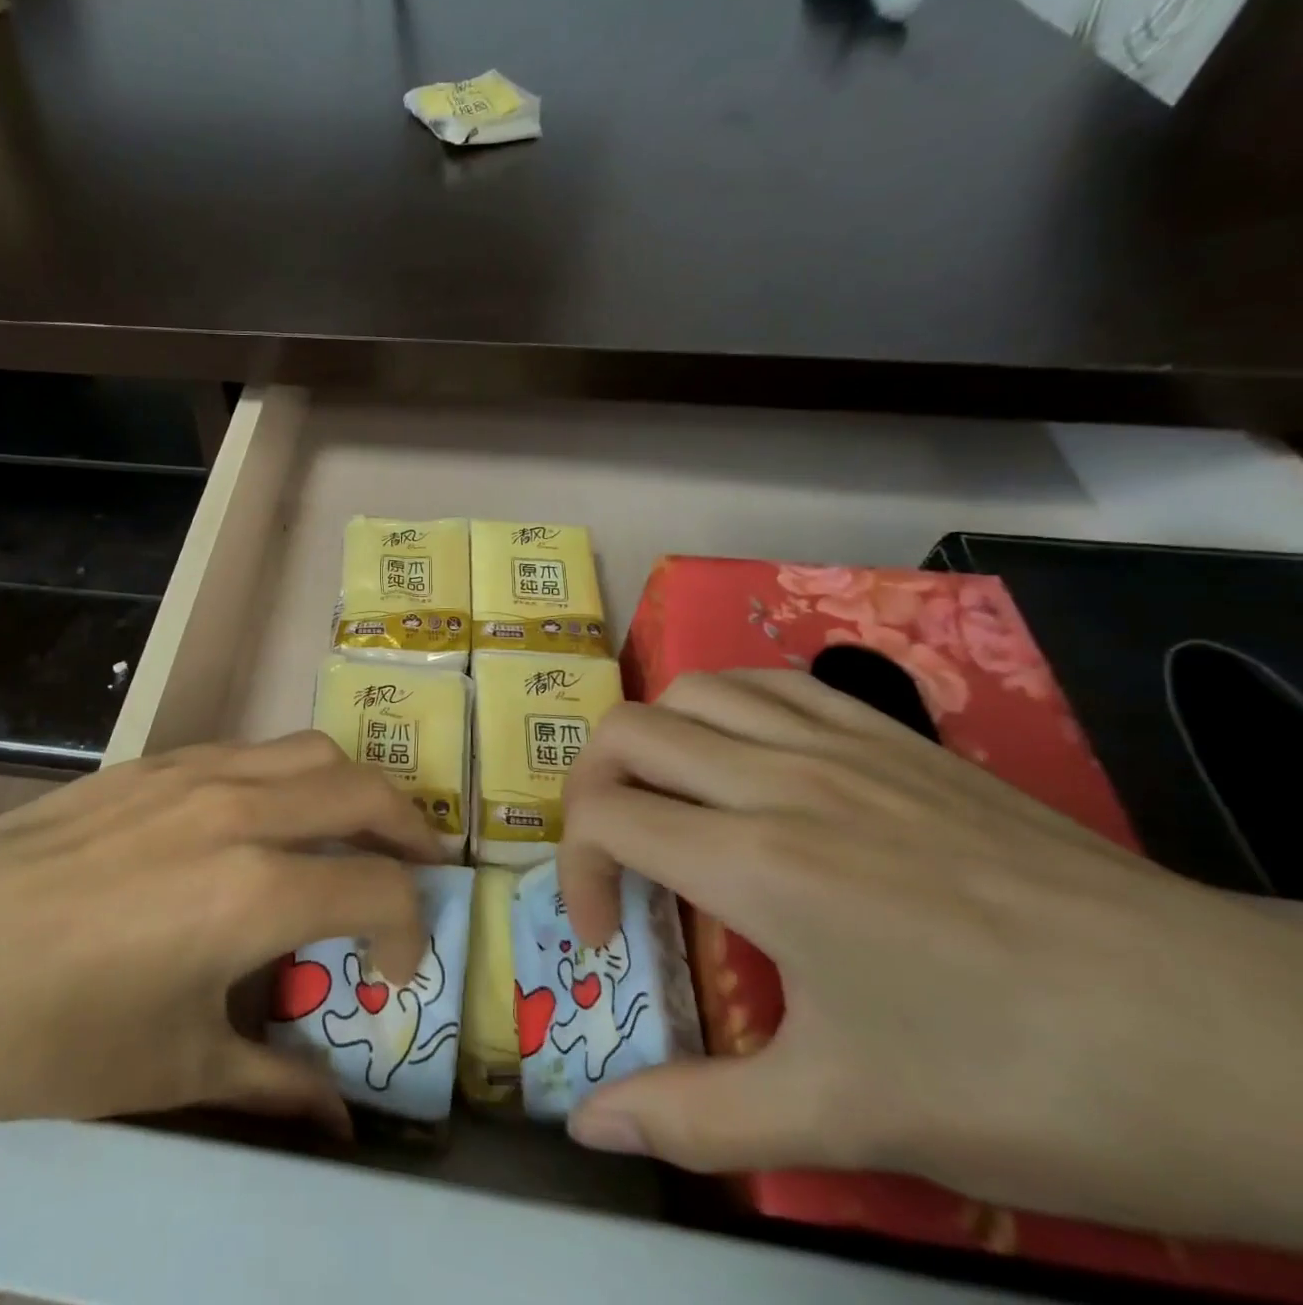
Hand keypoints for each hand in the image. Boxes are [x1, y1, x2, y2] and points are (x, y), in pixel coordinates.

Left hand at [0, 731, 436, 1133]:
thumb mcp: (169, 1071)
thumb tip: (338, 1123)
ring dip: (350, 790)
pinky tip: (261, 821)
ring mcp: (194, 772)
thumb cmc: (43, 1036)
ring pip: (310, 750)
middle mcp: (241, 810)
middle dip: (409, 831)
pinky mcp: (152, 761)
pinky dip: (286, 776)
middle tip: (415, 872)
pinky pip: (249, 750)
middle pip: (364, 789)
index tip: (393, 973)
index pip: (381, 889)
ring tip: (350, 834)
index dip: (409, 933)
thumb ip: (271, 1085)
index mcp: (256, 890)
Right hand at [558, 670, 1302, 1250]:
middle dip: (589, 789)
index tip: (607, 937)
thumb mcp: (849, 1121)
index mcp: (757, 863)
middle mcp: (778, 779)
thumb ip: (698, 1118)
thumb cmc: (1031, 1086)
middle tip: (615, 857)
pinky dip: (725, 706)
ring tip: (669, 803)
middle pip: (625, 732)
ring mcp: (840, 744)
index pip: (604, 817)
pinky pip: (771, 682)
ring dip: (651, 741)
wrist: (1246, 1044)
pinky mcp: (892, 734)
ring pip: (690, 690)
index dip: (574, 871)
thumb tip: (588, 1127)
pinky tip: (742, 757)